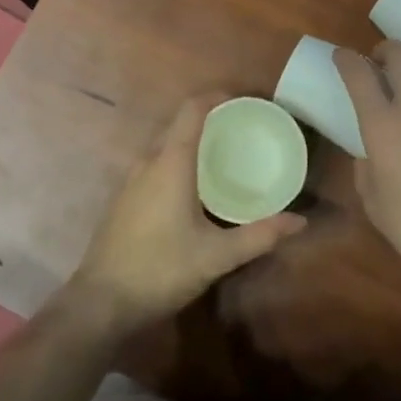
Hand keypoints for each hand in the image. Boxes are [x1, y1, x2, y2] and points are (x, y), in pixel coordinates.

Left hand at [70, 93, 305, 332]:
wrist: (101, 303)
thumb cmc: (161, 269)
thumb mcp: (217, 256)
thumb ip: (259, 236)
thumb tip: (300, 221)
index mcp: (171, 162)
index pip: (192, 109)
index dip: (217, 97)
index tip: (244, 103)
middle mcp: (148, 161)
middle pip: (179, 123)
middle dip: (210, 118)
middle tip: (242, 130)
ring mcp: (131, 179)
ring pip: (164, 144)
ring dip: (192, 141)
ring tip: (222, 155)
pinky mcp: (123, 198)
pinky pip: (154, 163)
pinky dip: (176, 160)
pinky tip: (193, 187)